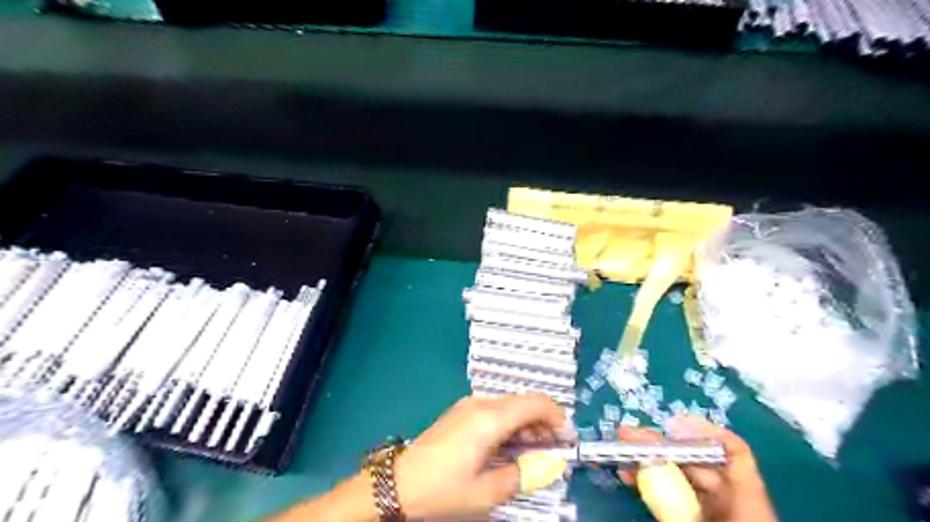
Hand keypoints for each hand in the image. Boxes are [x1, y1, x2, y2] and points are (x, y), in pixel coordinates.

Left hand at [390, 397, 567, 516]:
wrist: (400, 482)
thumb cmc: (443, 488)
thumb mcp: (486, 492)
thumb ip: (521, 475)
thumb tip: (546, 465)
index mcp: (490, 418)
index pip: (535, 403)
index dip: (557, 417)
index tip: (568, 439)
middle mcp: (481, 403)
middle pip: (524, 401)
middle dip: (545, 421)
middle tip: (556, 448)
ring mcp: (469, 405)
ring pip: (510, 405)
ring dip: (528, 423)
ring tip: (537, 449)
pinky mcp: (461, 412)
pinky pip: (495, 410)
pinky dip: (511, 423)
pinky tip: (513, 444)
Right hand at [615, 416, 778, 520]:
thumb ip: (670, 501)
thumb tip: (649, 463)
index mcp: (747, 505)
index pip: (735, 454)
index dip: (705, 432)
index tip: (669, 424)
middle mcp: (732, 502)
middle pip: (698, 461)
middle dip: (659, 444)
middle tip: (625, 435)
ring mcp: (713, 512)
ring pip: (681, 477)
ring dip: (649, 461)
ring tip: (620, 452)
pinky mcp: (697, 518)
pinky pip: (674, 496)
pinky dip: (653, 484)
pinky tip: (630, 476)